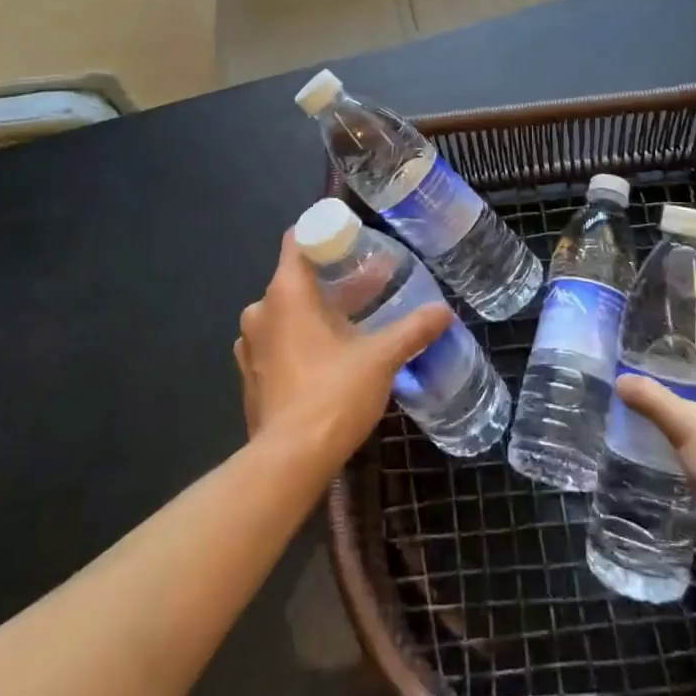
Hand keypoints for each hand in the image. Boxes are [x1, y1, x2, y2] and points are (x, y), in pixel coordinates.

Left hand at [234, 231, 454, 469]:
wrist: (289, 462)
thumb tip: (445, 311)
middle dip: (333, 279)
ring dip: (317, 312)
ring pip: (287, 312)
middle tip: (370, 284)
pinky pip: (278, 342)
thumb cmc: (333, 394)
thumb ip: (413, 330)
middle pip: (297, 278)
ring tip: (355, 321)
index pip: (298, 239)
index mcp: (286, 292)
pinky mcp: (251, 376)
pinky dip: (302, 340)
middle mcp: (261, 310)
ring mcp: (251, 345)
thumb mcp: (381, 358)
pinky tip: (331, 356)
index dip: (325, 233)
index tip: (355, 240)